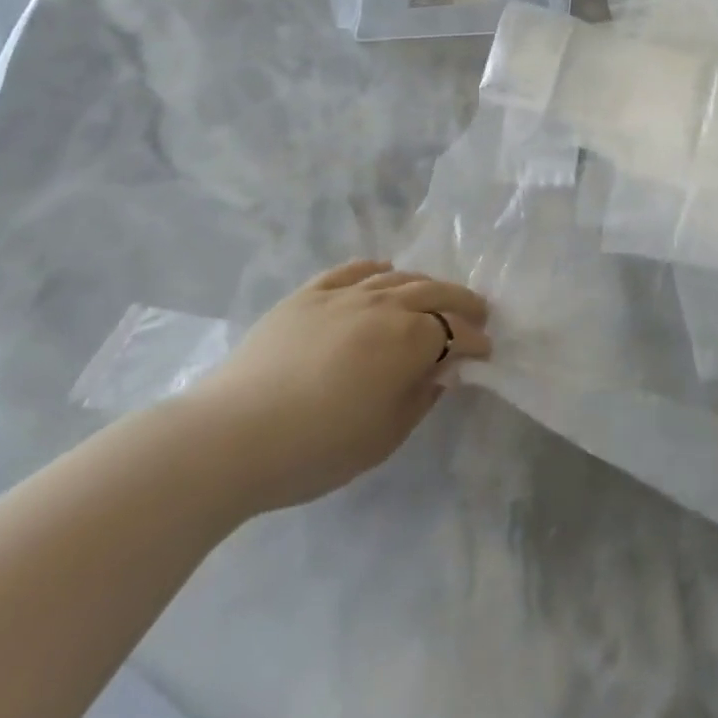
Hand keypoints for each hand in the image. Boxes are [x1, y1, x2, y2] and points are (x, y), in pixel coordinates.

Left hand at [178, 260, 490, 517]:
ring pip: (398, 278)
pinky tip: (383, 273)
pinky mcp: (310, 293)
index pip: (455, 332)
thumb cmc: (316, 448)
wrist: (231, 436)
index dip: (475, 341)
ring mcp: (345, 294)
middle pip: (435, 292)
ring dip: (425, 285)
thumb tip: (442, 371)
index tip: (486, 351)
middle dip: (462, 302)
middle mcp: (385, 305)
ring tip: (434, 296)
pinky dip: (376, 269)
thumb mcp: (383, 437)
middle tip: (477, 312)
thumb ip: (421, 398)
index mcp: (409, 340)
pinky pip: (353, 270)